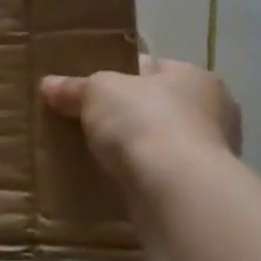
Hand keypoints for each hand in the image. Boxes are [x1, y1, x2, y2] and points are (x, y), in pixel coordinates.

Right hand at [40, 58, 241, 181]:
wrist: (175, 192)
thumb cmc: (144, 122)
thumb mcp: (98, 92)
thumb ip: (74, 88)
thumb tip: (48, 85)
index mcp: (195, 77)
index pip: (151, 68)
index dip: (117, 75)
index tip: (88, 91)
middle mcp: (212, 114)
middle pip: (155, 107)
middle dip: (124, 116)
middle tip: (85, 124)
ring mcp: (210, 157)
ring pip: (158, 145)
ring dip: (133, 151)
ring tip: (94, 156)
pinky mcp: (199, 193)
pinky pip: (160, 177)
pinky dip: (140, 179)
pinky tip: (112, 182)